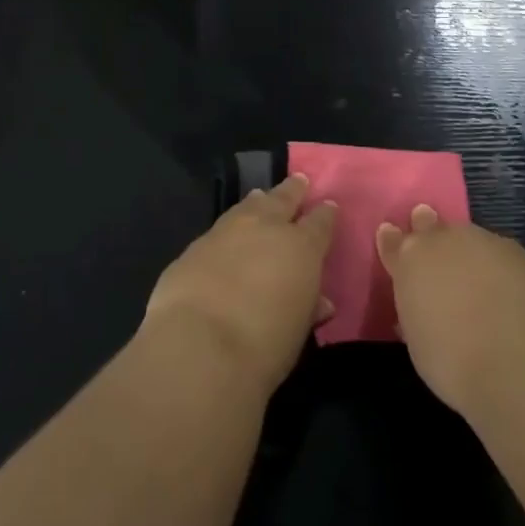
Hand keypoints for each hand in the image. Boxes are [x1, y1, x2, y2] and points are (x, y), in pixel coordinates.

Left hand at [144, 174, 336, 394]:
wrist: (200, 344)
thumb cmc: (264, 345)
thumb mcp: (298, 331)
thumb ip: (308, 308)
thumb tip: (319, 302)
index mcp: (301, 247)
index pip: (319, 223)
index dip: (325, 215)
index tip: (329, 206)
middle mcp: (266, 228)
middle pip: (283, 200)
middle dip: (293, 190)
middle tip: (299, 180)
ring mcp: (228, 231)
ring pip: (248, 206)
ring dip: (258, 201)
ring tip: (262, 195)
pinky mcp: (196, 245)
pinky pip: (220, 227)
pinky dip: (230, 225)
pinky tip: (228, 231)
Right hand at [376, 206, 524, 414]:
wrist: (523, 362)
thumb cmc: (455, 361)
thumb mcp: (419, 343)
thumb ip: (416, 312)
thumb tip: (419, 305)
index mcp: (410, 261)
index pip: (393, 243)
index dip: (392, 242)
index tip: (390, 238)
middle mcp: (444, 240)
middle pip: (430, 226)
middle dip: (428, 230)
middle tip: (432, 245)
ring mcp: (483, 242)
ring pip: (467, 238)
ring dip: (466, 251)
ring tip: (473, 276)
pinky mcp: (520, 253)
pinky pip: (498, 253)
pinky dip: (497, 267)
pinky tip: (505, 289)